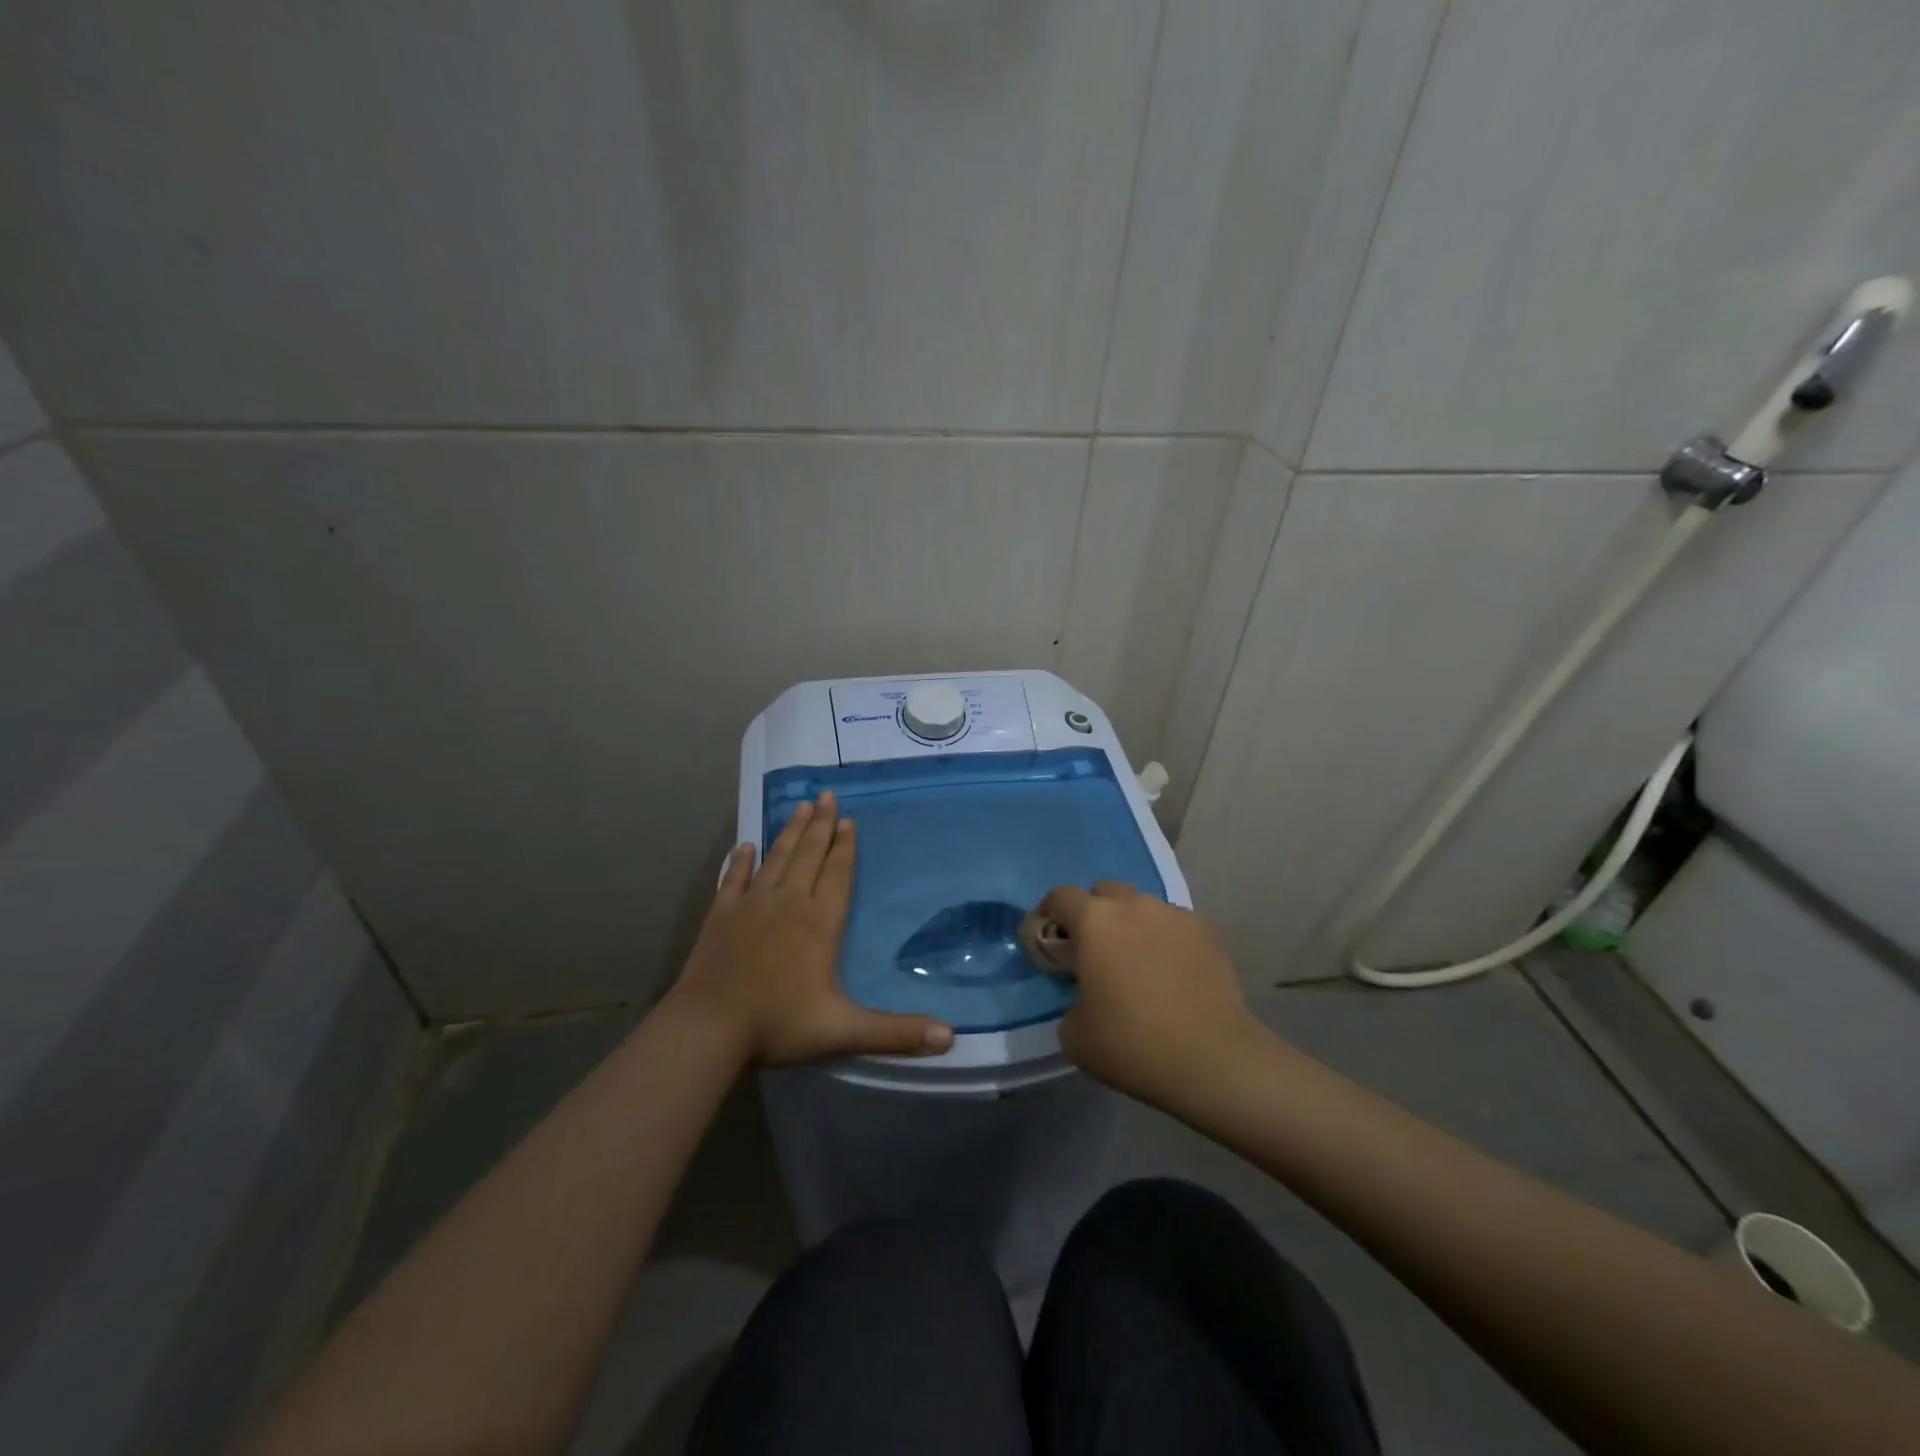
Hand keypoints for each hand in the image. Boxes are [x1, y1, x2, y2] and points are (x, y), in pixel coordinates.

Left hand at [669, 791, 955, 1066]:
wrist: (708, 1028)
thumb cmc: (778, 1025)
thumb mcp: (844, 1031)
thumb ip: (896, 1033)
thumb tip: (950, 1037)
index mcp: (819, 922)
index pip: (837, 874)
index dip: (845, 847)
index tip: (849, 819)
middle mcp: (788, 902)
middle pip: (809, 855)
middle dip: (821, 825)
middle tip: (826, 795)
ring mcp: (751, 905)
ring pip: (776, 858)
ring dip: (789, 832)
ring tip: (800, 806)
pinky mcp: (721, 915)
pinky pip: (734, 879)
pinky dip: (741, 862)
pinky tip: (745, 847)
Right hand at [1036, 881, 1265, 1107]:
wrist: (1215, 1060)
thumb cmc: (1134, 1045)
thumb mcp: (1075, 1035)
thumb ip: (1069, 999)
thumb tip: (1084, 994)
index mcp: (1095, 922)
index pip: (1060, 897)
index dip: (1047, 915)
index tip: (1047, 942)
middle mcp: (1133, 906)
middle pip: (1103, 892)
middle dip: (1091, 915)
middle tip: (1092, 952)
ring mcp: (1173, 915)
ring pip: (1140, 906)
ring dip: (1128, 925)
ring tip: (1134, 963)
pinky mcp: (1205, 932)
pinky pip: (1170, 924)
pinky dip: (1160, 939)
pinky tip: (1167, 973)